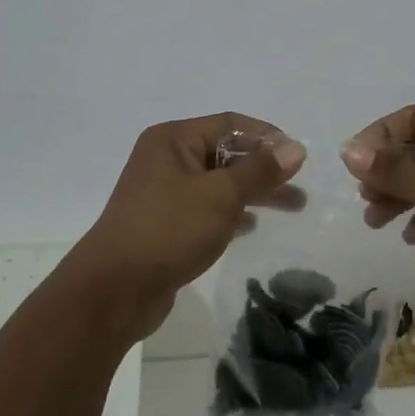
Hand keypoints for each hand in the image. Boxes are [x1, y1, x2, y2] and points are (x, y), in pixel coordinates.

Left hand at [71, 113, 306, 338]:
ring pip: (218, 183)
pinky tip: (252, 227)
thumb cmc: (169, 230)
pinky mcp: (163, 223)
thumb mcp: (221, 196)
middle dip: (264, 169)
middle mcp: (165, 158)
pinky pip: (205, 208)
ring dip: (252, 192)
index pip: (229, 124)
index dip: (266, 136)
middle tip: (300, 187)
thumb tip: (295, 147)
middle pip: (225, 153)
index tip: (298, 156)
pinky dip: (230, 212)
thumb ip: (260, 171)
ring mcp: (162, 192)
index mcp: (173, 139)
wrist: (114, 291)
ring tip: (292, 208)